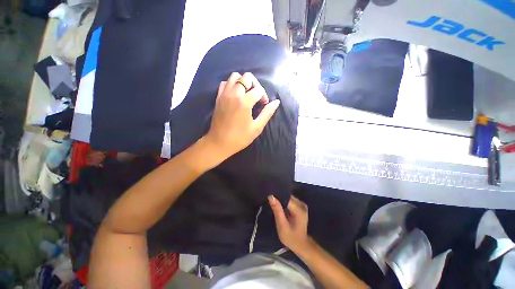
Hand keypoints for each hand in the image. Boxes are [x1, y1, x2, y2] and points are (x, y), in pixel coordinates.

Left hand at [205, 72, 279, 158]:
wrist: (219, 143)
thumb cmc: (240, 137)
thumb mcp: (257, 127)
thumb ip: (267, 113)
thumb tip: (276, 102)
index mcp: (245, 102)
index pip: (259, 90)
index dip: (264, 96)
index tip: (263, 105)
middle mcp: (234, 94)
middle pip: (247, 77)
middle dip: (255, 85)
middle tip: (256, 97)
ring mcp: (224, 94)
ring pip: (235, 76)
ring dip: (243, 82)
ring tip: (246, 94)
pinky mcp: (218, 97)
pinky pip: (225, 83)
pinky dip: (232, 85)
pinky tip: (235, 95)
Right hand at [268, 195, 309, 253]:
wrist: (301, 244)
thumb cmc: (291, 238)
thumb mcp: (282, 226)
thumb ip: (277, 210)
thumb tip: (271, 196)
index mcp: (299, 210)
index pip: (286, 197)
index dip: (277, 196)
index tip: (268, 195)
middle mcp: (302, 204)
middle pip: (288, 196)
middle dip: (279, 197)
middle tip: (269, 200)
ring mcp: (302, 204)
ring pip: (288, 197)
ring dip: (281, 199)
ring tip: (273, 202)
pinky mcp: (300, 205)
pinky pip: (290, 199)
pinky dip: (284, 201)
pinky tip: (279, 205)